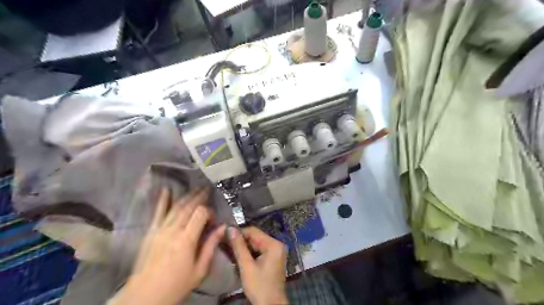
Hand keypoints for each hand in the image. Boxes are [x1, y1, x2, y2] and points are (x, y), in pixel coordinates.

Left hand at [120, 188, 224, 304]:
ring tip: (196, 189)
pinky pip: (158, 213)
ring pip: (176, 207)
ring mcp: (160, 229)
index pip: (200, 213)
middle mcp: (173, 230)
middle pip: (188, 206)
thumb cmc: (176, 285)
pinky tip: (166, 190)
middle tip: (208, 190)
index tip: (214, 219)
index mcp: (186, 239)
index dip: (209, 212)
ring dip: (187, 196)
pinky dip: (162, 200)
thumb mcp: (200, 270)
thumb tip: (223, 228)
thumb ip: (211, 246)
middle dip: (200, 196)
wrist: (144, 297)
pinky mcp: (151, 232)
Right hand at [229, 226, 287, 302]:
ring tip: (230, 250)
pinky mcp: (274, 258)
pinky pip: (260, 250)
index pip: (253, 231)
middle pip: (256, 237)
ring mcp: (276, 251)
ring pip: (257, 243)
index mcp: (273, 244)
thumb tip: (230, 228)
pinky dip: (250, 252)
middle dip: (241, 241)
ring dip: (244, 247)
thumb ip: (238, 246)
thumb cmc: (259, 286)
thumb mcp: (246, 266)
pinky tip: (240, 257)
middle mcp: (277, 244)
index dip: (239, 233)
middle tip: (225, 244)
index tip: (225, 237)